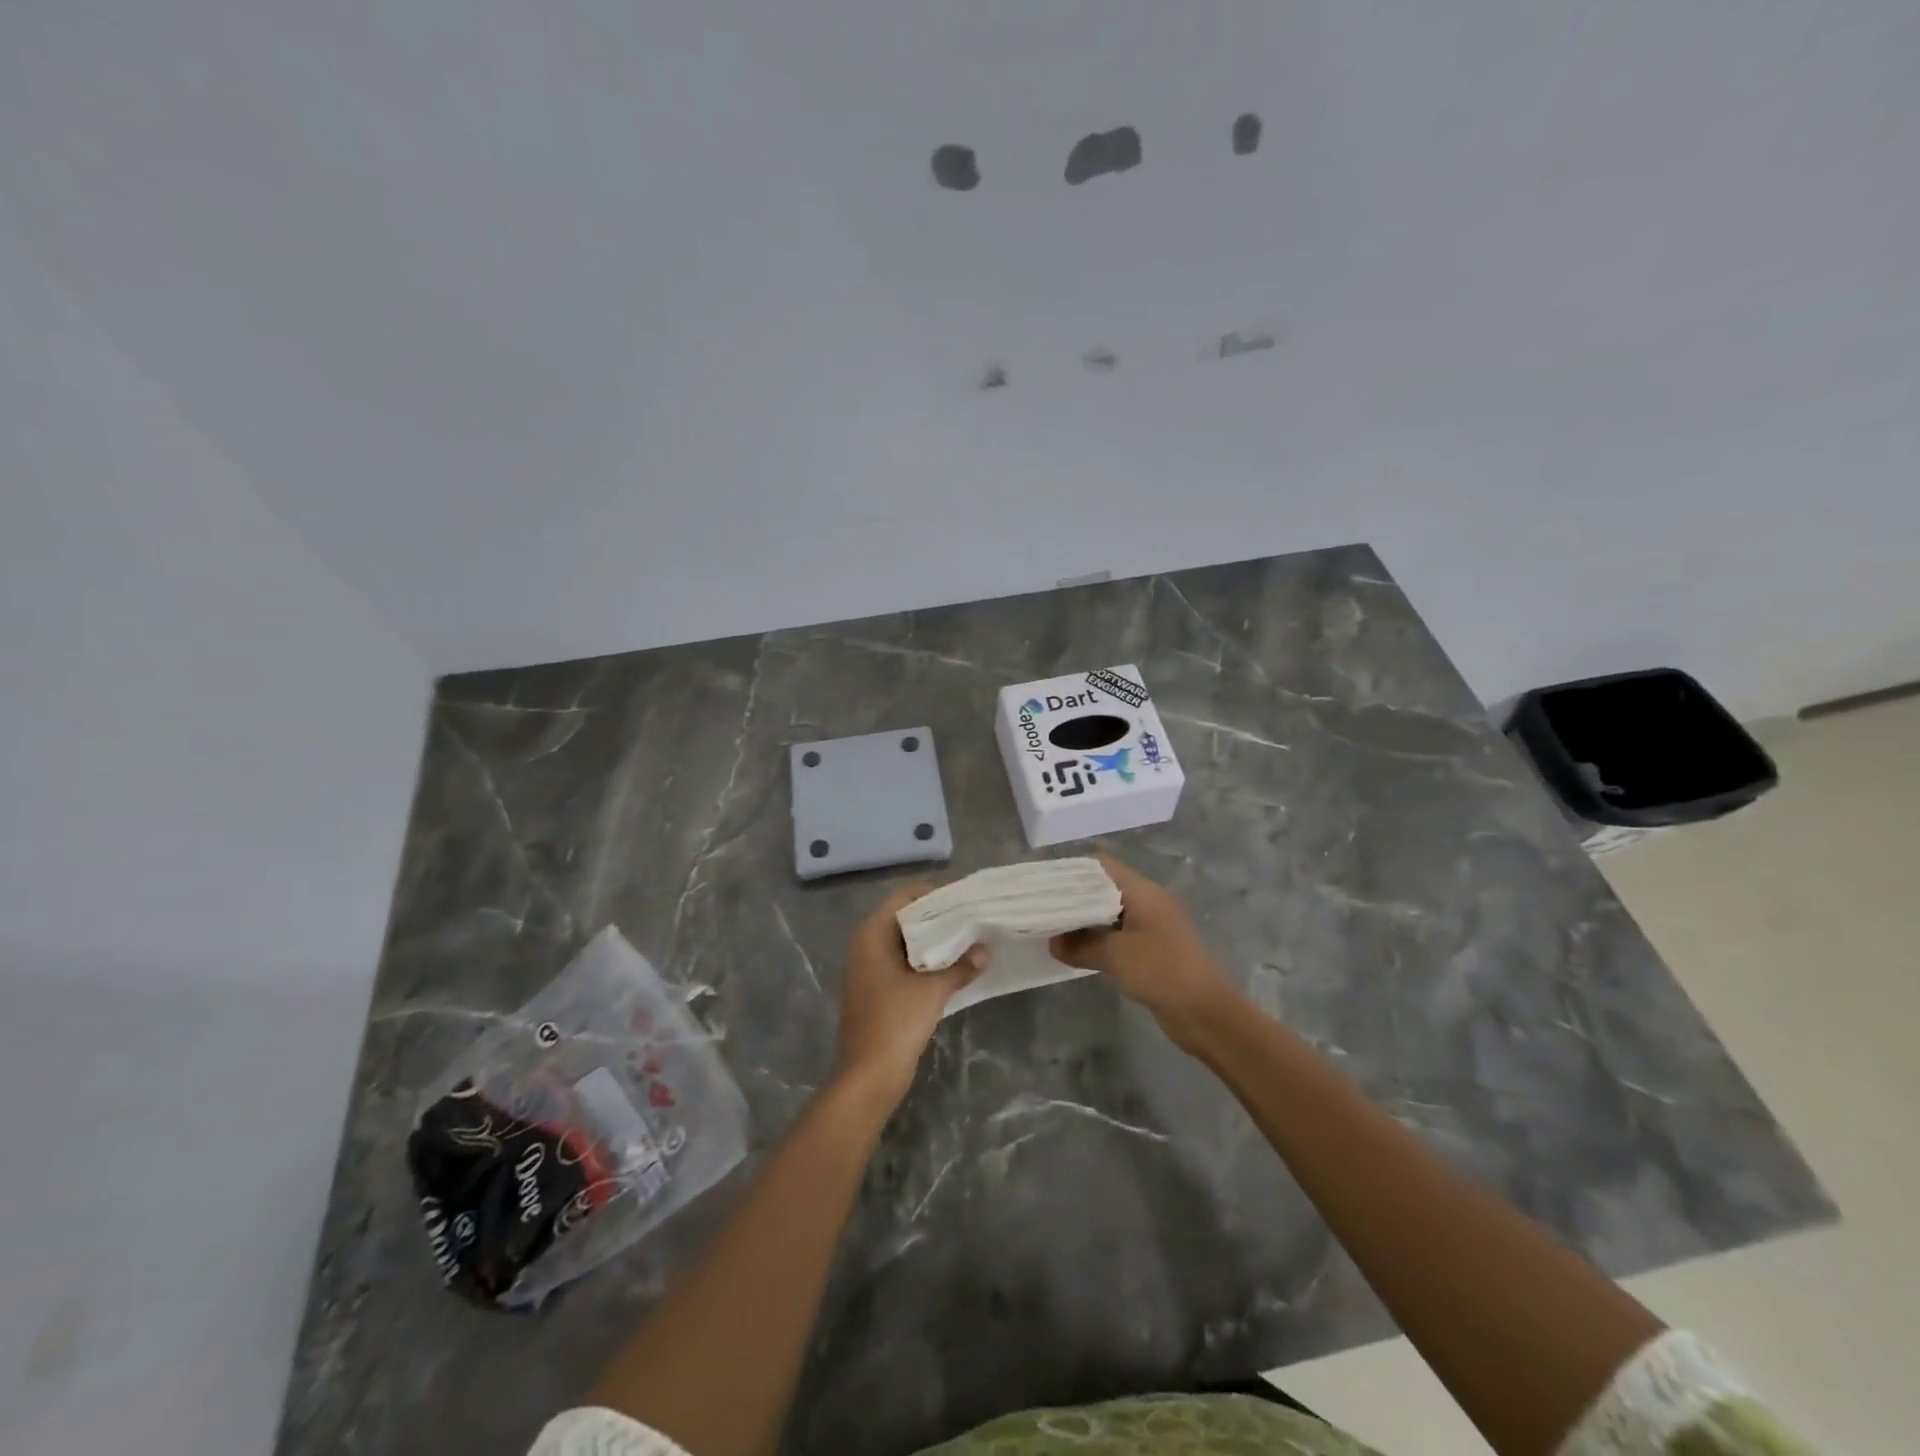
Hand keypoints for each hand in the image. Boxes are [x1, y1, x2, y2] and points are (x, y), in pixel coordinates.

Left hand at [832, 886, 985, 1106]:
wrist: (868, 1076)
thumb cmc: (896, 1023)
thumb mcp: (933, 991)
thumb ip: (961, 967)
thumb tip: (985, 951)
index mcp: (872, 935)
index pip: (903, 898)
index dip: (933, 894)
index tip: (963, 899)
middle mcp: (866, 946)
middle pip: (904, 919)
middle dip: (937, 919)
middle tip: (971, 918)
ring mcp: (868, 970)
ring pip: (905, 943)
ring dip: (933, 943)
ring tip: (968, 940)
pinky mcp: (876, 991)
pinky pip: (903, 965)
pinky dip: (925, 963)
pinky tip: (953, 969)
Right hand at [1050, 854, 1238, 1050]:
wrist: (1206, 1013)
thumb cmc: (1161, 971)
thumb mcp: (1115, 956)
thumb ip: (1081, 945)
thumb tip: (1053, 942)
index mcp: (1143, 892)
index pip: (1103, 866)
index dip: (1074, 870)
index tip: (1046, 882)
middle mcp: (1148, 903)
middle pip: (1105, 888)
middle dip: (1075, 897)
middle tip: (1043, 906)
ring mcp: (1152, 927)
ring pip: (1111, 914)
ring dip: (1086, 920)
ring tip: (1053, 927)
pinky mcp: (1153, 950)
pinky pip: (1119, 936)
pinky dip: (1099, 939)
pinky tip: (1078, 950)